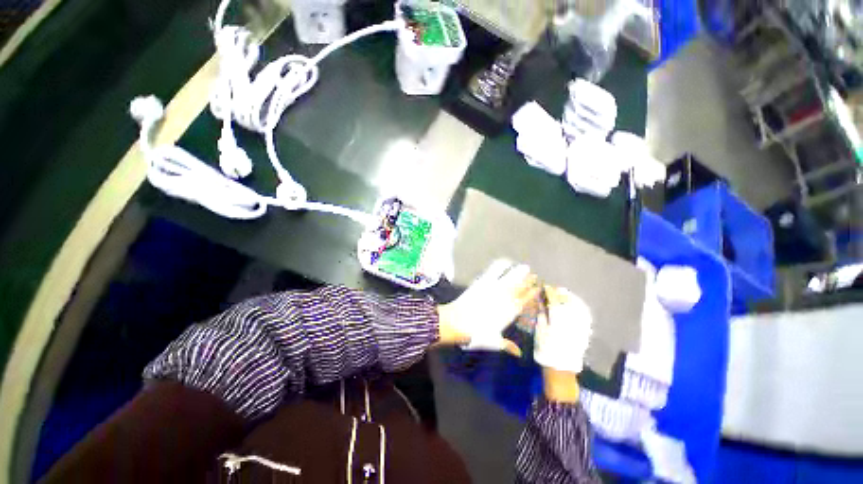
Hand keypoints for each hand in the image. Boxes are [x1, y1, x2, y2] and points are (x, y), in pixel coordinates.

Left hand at [437, 259, 538, 356]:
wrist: (458, 321)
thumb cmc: (476, 333)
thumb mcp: (494, 341)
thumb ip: (508, 346)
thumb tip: (519, 354)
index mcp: (510, 312)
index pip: (525, 301)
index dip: (532, 294)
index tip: (538, 288)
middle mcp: (506, 298)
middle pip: (521, 287)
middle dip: (528, 281)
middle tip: (534, 275)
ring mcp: (495, 288)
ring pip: (512, 278)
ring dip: (519, 272)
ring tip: (525, 267)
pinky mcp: (483, 281)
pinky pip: (495, 271)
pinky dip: (502, 265)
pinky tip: (506, 261)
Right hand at [534, 286, 592, 374]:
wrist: (561, 367)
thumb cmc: (546, 347)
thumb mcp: (539, 329)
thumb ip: (541, 313)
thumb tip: (541, 301)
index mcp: (557, 316)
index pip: (553, 298)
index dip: (549, 291)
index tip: (545, 287)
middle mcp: (571, 317)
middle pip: (567, 299)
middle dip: (561, 293)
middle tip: (555, 289)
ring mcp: (580, 324)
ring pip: (578, 305)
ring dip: (571, 298)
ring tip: (566, 294)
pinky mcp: (586, 330)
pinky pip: (585, 314)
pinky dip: (581, 307)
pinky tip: (577, 305)